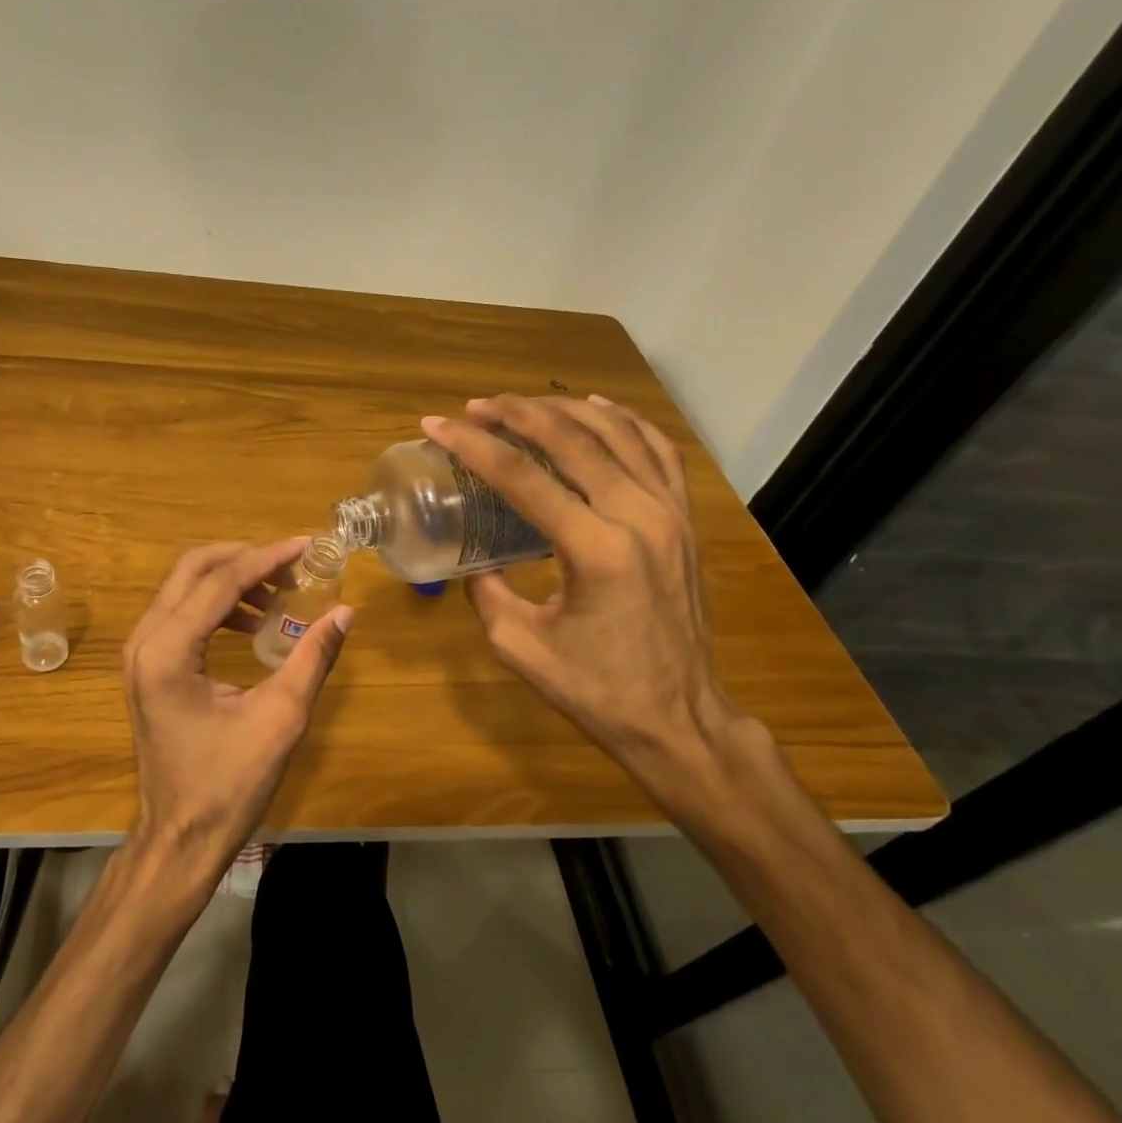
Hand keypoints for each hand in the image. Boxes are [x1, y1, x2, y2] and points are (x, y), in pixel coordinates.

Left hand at [122, 539, 352, 886]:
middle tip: (293, 566)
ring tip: (280, 595)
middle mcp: (144, 641)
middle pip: (192, 568)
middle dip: (246, 558)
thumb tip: (344, 613)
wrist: (180, 837)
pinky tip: (253, 622)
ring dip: (232, 580)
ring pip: (184, 587)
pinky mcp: (147, 666)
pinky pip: (180, 613)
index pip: (220, 581)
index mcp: (168, 651)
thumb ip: (312, 658)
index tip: (308, 546)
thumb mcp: (281, 718)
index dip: (267, 557)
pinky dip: (217, 604)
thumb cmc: (229, 784)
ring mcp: (139, 653)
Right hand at [422, 395, 746, 799]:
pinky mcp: (685, 521)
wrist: (677, 718)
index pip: (522, 477)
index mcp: (595, 550)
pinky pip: (659, 451)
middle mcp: (638, 516)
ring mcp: (670, 514)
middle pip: (572, 440)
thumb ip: (487, 591)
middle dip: (516, 414)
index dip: (473, 446)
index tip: (436, 425)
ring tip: (522, 404)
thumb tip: (474, 559)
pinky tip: (597, 410)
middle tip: (475, 407)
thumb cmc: (595, 690)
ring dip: (564, 410)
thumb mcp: (519, 645)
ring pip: (618, 434)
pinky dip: (625, 422)